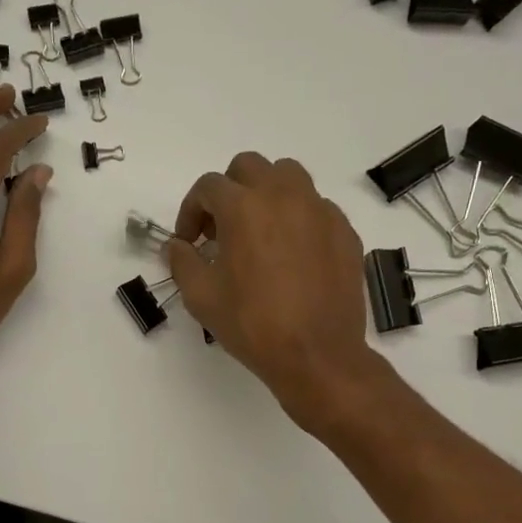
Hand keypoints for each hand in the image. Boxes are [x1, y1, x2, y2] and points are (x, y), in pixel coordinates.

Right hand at [168, 152, 381, 430]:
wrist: (317, 355)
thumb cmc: (252, 325)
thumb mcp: (201, 296)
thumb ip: (182, 261)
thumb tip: (177, 246)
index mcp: (244, 207)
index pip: (209, 187)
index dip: (191, 211)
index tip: (189, 242)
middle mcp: (284, 196)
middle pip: (249, 168)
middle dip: (228, 192)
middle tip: (221, 231)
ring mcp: (320, 210)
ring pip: (288, 177)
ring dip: (266, 194)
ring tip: (259, 232)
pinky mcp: (344, 231)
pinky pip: (316, 207)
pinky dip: (297, 219)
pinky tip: (292, 255)